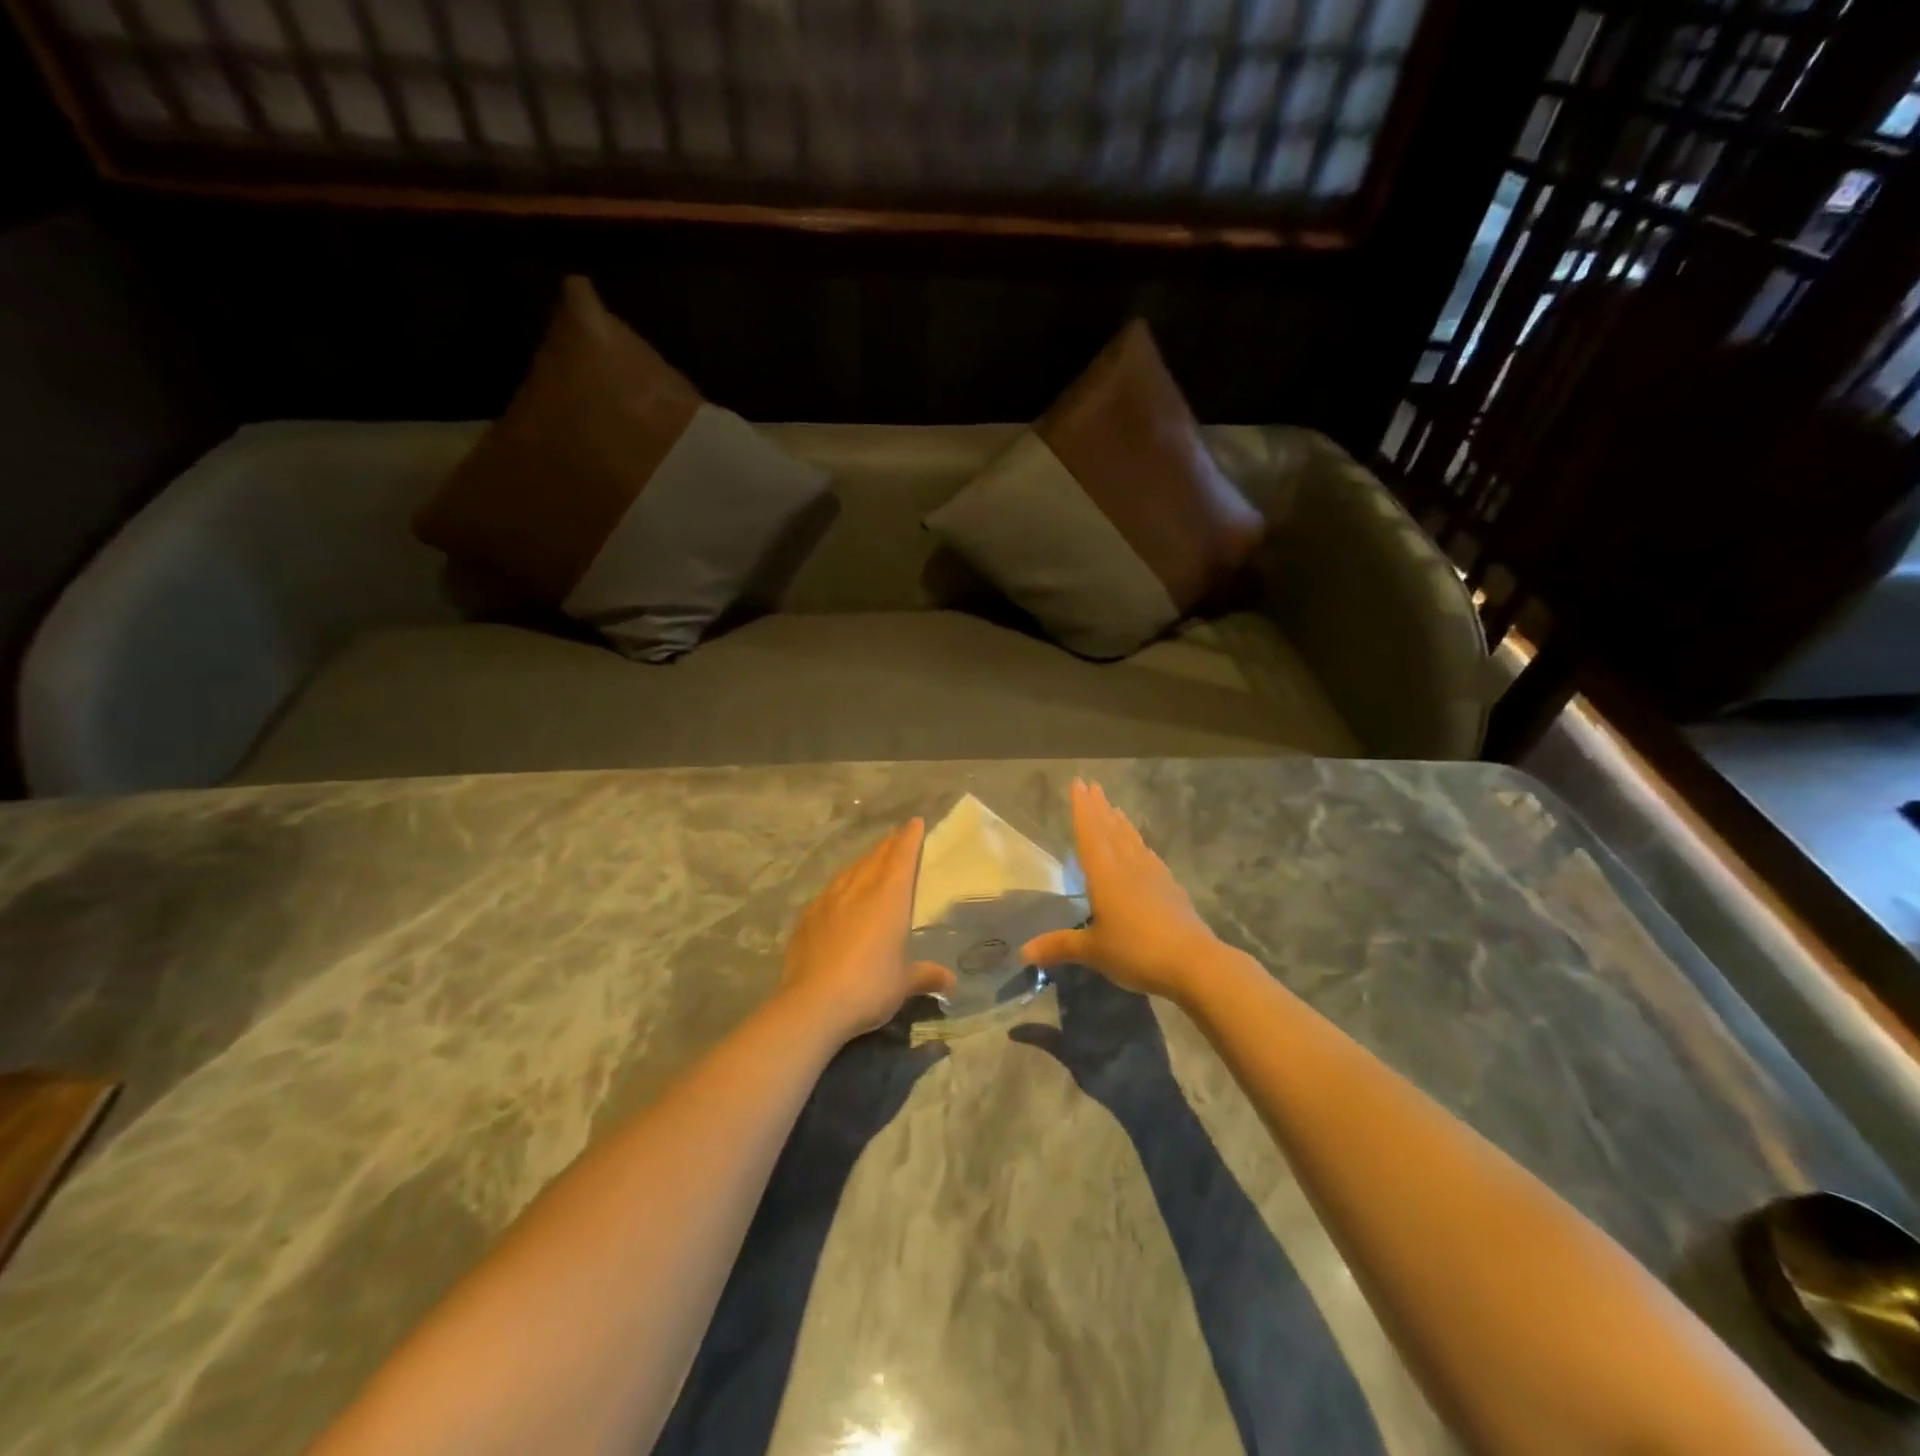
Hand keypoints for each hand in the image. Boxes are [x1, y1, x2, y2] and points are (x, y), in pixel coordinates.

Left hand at [779, 820, 955, 1042]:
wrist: (813, 1004)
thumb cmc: (870, 986)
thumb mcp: (905, 983)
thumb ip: (926, 976)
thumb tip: (950, 982)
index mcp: (889, 898)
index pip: (902, 858)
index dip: (910, 839)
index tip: (915, 823)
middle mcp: (859, 890)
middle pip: (876, 858)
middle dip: (888, 845)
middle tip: (896, 836)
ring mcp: (829, 901)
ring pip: (850, 871)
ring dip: (863, 862)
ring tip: (870, 861)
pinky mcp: (807, 918)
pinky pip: (829, 892)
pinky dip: (840, 887)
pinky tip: (838, 896)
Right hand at [1021, 780, 1226, 1003]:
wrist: (1193, 962)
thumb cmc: (1136, 951)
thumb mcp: (1094, 951)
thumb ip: (1060, 945)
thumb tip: (1024, 951)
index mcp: (1105, 874)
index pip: (1090, 834)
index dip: (1082, 809)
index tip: (1078, 783)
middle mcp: (1128, 867)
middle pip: (1111, 830)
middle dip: (1100, 808)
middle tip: (1093, 785)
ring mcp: (1153, 875)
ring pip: (1132, 840)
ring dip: (1120, 823)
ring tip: (1114, 808)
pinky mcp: (1170, 888)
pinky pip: (1148, 856)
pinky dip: (1139, 845)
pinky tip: (1141, 848)